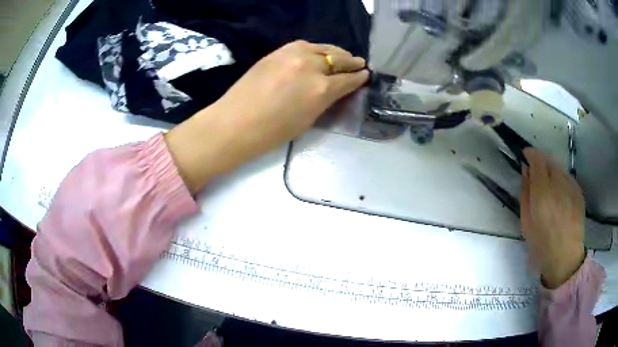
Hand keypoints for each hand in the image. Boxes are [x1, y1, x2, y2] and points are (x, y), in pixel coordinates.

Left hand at [165, 40, 368, 192]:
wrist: (235, 122)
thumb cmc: (272, 132)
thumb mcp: (307, 120)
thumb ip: (324, 100)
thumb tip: (335, 88)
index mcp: (321, 90)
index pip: (347, 79)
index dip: (359, 78)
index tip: (365, 75)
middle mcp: (311, 66)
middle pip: (338, 59)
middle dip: (351, 62)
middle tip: (359, 63)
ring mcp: (293, 55)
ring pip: (323, 48)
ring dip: (336, 52)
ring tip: (343, 55)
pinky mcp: (279, 51)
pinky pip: (305, 45)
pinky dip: (316, 49)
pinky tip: (319, 53)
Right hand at [521, 148, 585, 288]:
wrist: (565, 259)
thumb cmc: (542, 245)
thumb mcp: (526, 223)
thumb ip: (525, 194)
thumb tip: (526, 172)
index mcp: (543, 193)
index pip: (537, 160)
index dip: (530, 154)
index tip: (525, 155)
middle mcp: (558, 184)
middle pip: (549, 160)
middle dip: (541, 162)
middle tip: (536, 173)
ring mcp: (571, 187)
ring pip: (559, 168)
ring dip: (552, 171)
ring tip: (549, 186)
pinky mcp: (579, 192)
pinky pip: (568, 178)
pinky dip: (561, 180)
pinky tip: (560, 195)